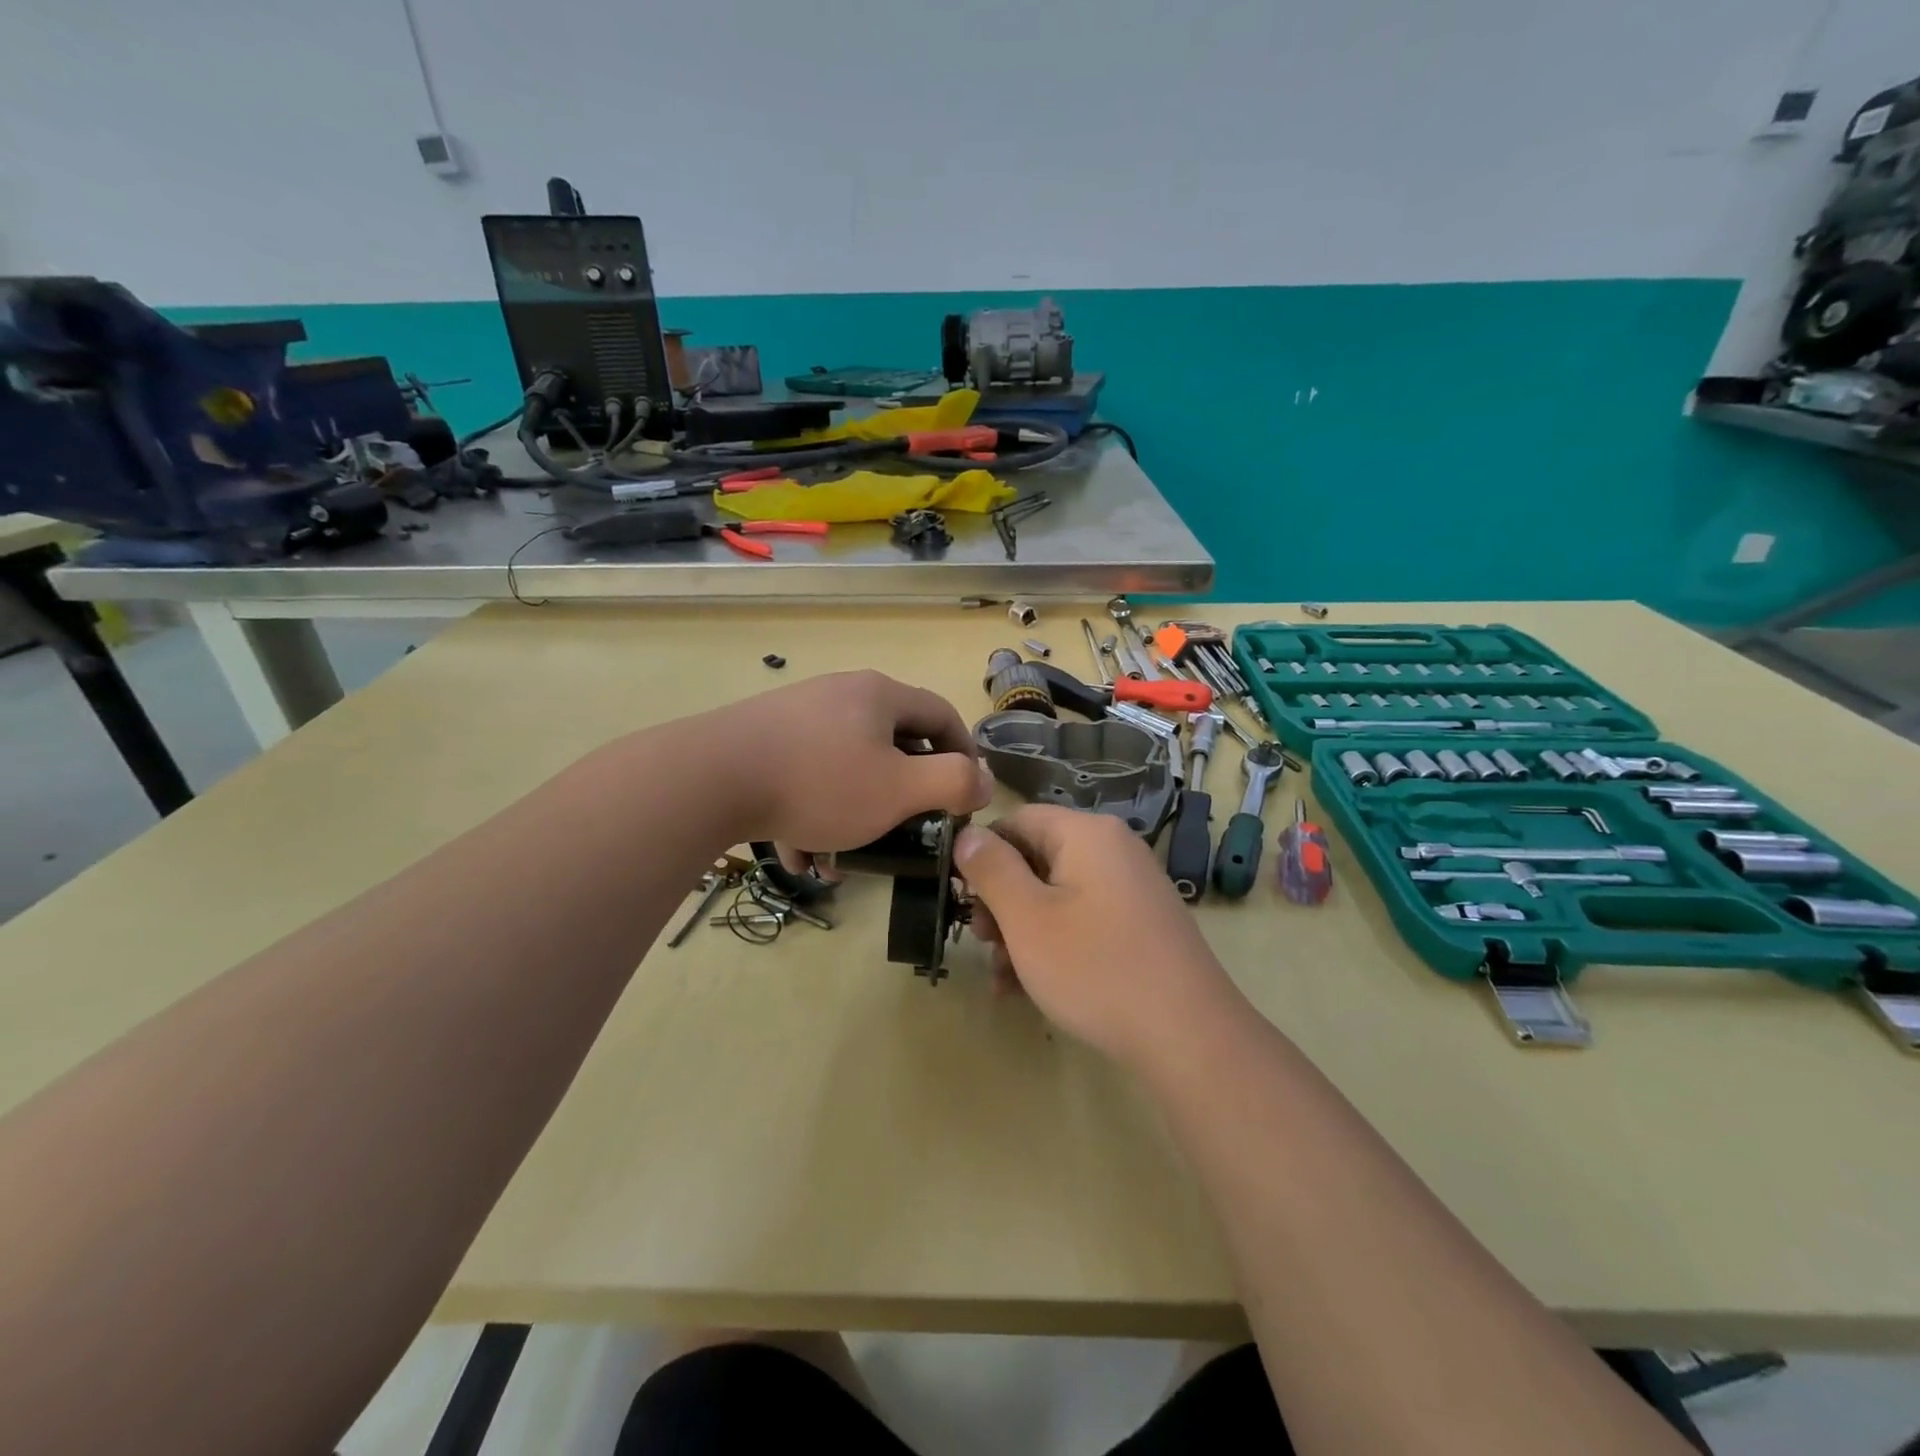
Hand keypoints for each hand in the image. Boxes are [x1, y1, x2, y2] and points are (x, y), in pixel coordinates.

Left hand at [702, 670, 994, 855]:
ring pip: (844, 768)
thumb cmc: (820, 782)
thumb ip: (953, 782)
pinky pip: (805, 777)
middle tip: (907, 829)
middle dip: (902, 793)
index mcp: (879, 695)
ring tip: (843, 859)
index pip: (942, 715)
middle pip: (891, 742)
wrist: (709, 778)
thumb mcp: (899, 789)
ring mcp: (797, 715)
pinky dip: (812, 813)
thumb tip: (983, 781)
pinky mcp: (762, 740)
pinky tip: (801, 854)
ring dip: (853, 814)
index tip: (965, 796)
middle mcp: (840, 694)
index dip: (963, 754)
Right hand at [954, 806, 1239, 1066]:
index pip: (1017, 820)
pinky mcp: (1139, 925)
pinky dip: (1053, 946)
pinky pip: (1082, 921)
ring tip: (1003, 979)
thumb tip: (967, 834)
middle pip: (1036, 860)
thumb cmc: (1095, 967)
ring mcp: (1130, 889)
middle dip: (1001, 903)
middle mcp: (1113, 850)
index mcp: (1087, 833)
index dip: (982, 854)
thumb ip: (991, 869)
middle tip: (981, 943)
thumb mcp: (1027, 918)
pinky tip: (1030, 990)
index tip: (961, 898)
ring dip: (1021, 933)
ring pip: (1056, 897)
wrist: (1188, 1036)